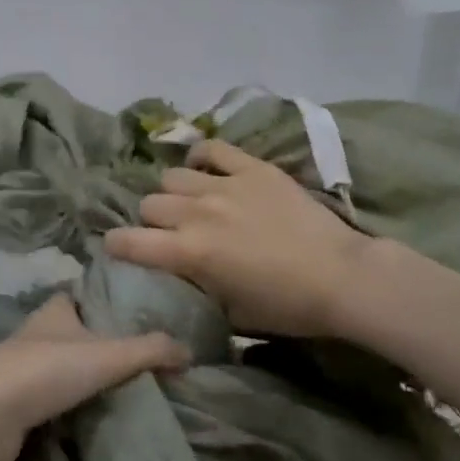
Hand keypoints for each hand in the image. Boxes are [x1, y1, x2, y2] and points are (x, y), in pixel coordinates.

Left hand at [0, 295, 189, 460]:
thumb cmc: (48, 370)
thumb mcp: (108, 355)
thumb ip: (150, 350)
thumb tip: (188, 350)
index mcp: (54, 308)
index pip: (81, 295)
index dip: (104, 300)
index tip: (132, 313)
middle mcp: (35, 330)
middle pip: (72, 329)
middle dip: (97, 340)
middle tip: (134, 356)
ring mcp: (20, 365)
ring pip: (58, 362)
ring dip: (80, 372)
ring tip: (118, 387)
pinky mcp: (12, 399)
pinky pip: (47, 393)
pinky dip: (66, 399)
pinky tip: (88, 413)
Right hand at [105, 139, 376, 339]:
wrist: (343, 277)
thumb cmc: (287, 306)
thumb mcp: (230, 311)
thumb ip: (196, 285)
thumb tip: (181, 272)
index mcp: (189, 253)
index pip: (129, 242)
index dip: (116, 245)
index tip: (118, 248)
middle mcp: (197, 213)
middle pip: (149, 204)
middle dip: (151, 220)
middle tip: (169, 232)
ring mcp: (224, 185)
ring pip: (172, 176)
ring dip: (175, 193)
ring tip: (191, 202)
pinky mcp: (251, 167)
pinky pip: (211, 149)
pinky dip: (201, 158)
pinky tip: (207, 170)